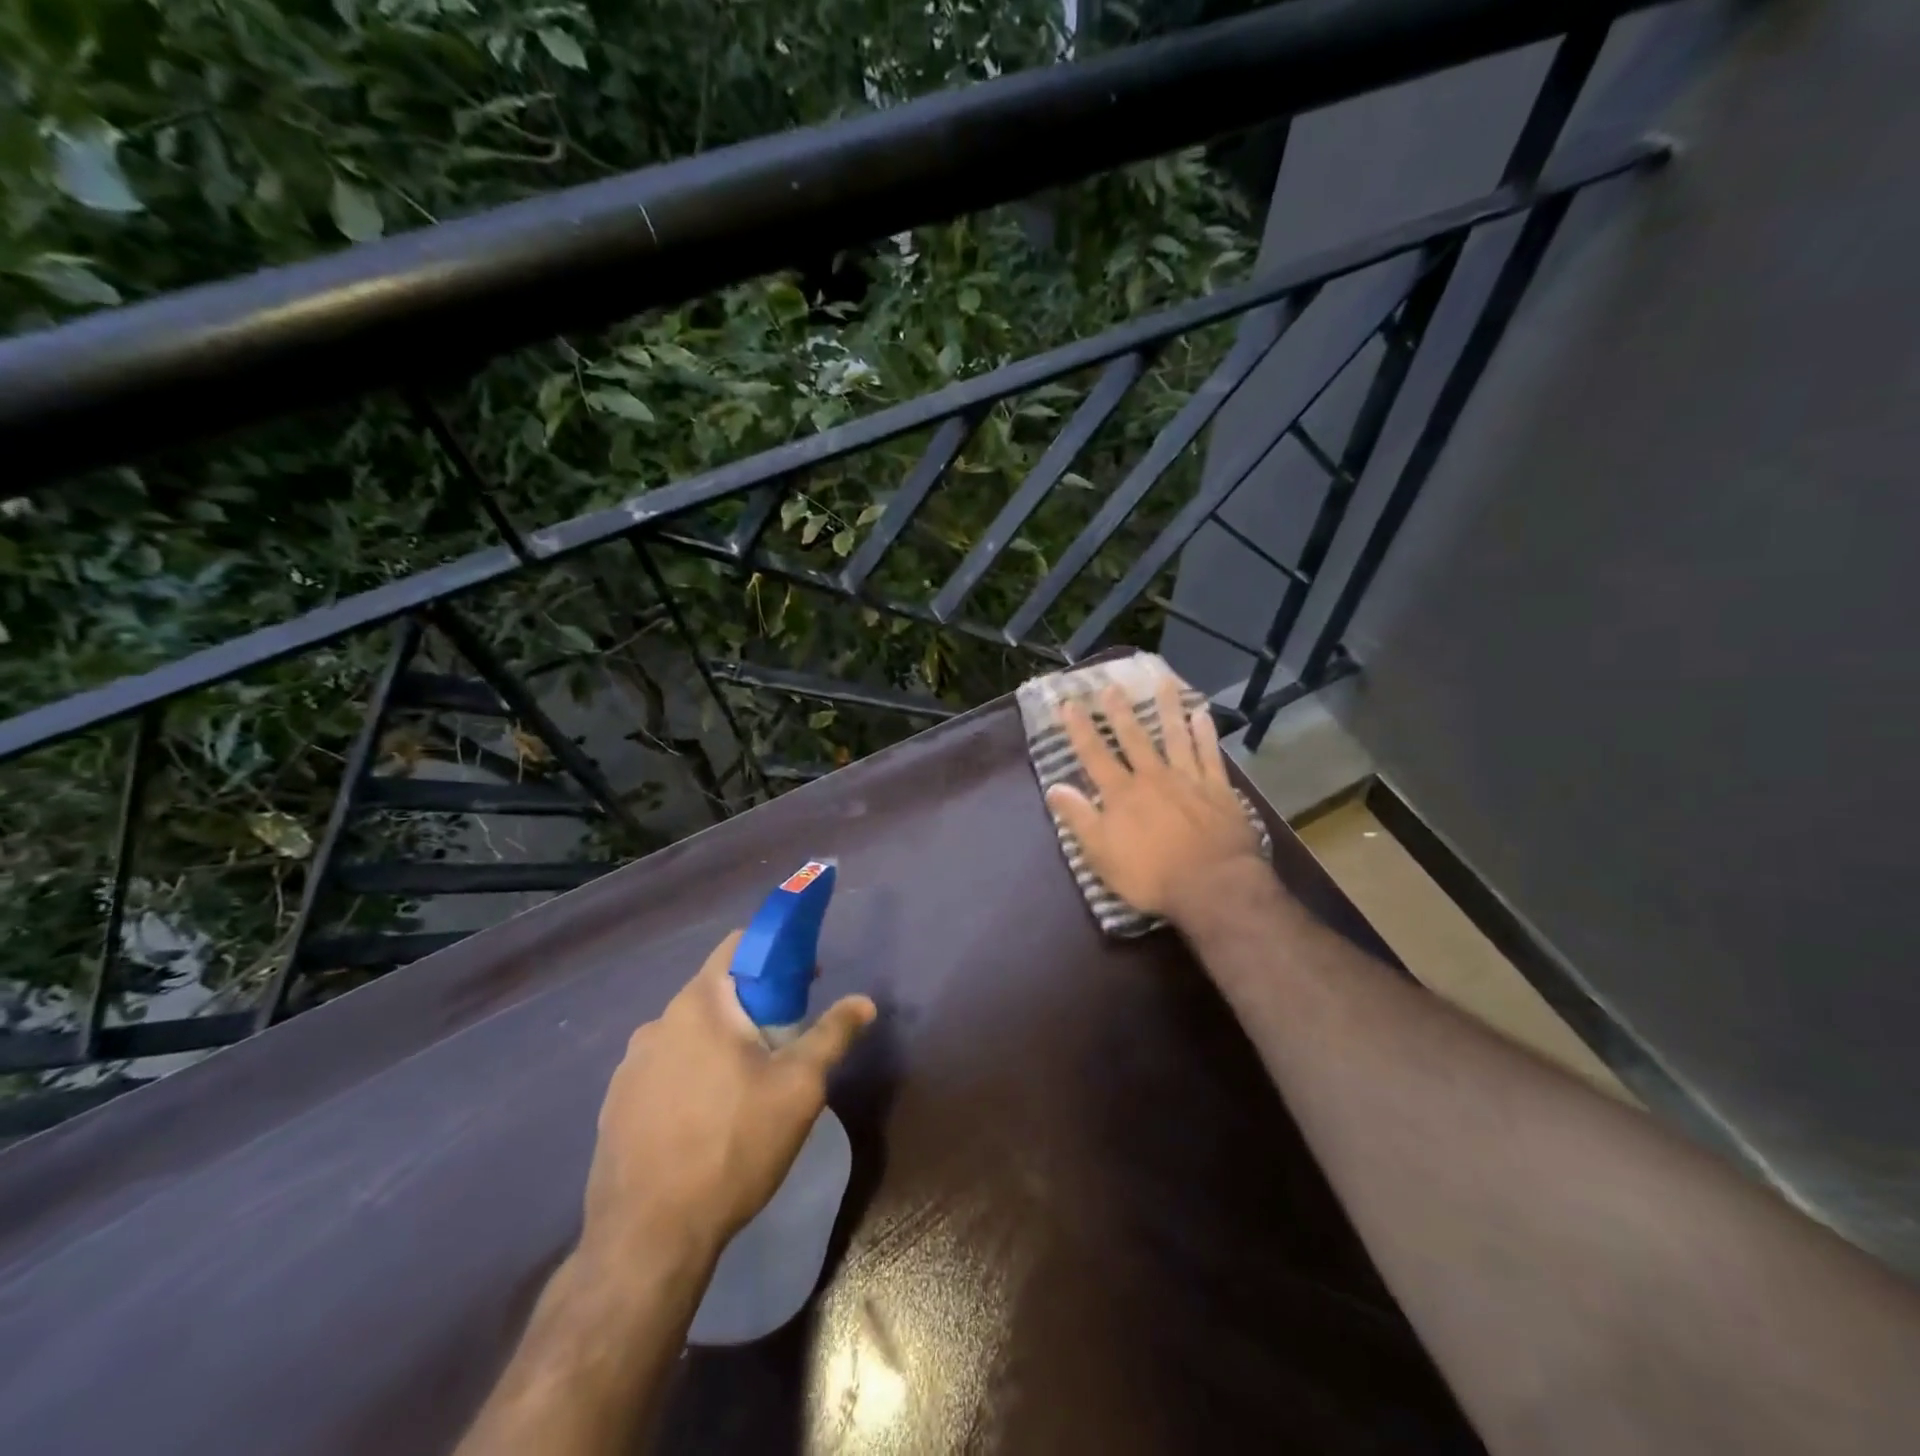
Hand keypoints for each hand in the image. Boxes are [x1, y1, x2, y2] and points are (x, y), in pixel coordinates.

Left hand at [582, 932, 876, 1265]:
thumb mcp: (799, 1088)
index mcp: (698, 1004)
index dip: (776, 952)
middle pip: (716, 993)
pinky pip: (665, 1071)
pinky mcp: (616, 1106)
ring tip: (749, 1089)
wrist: (646, 1240)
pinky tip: (708, 1122)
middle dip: (755, 1007)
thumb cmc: (732, 1146)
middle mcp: (657, 1023)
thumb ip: (832, 1035)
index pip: (737, 946)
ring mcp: (629, 1067)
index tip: (804, 982)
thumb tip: (864, 1002)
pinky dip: (692, 1077)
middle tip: (785, 1043)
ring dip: (722, 1045)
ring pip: (690, 1035)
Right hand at [1044, 675, 1263, 926]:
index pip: (1094, 755)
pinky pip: (1209, 754)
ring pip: (1175, 736)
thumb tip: (1054, 787)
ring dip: (1167, 708)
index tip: (1069, 704)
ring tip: (1163, 682)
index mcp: (1121, 794)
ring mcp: (1188, 780)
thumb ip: (1079, 818)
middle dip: (1120, 711)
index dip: (1080, 729)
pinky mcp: (1218, 790)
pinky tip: (1202, 714)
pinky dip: (1205, 733)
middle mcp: (1152, 777)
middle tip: (1111, 685)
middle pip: (1134, 738)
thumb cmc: (1151, 875)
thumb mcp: (1101, 854)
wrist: (1213, 885)